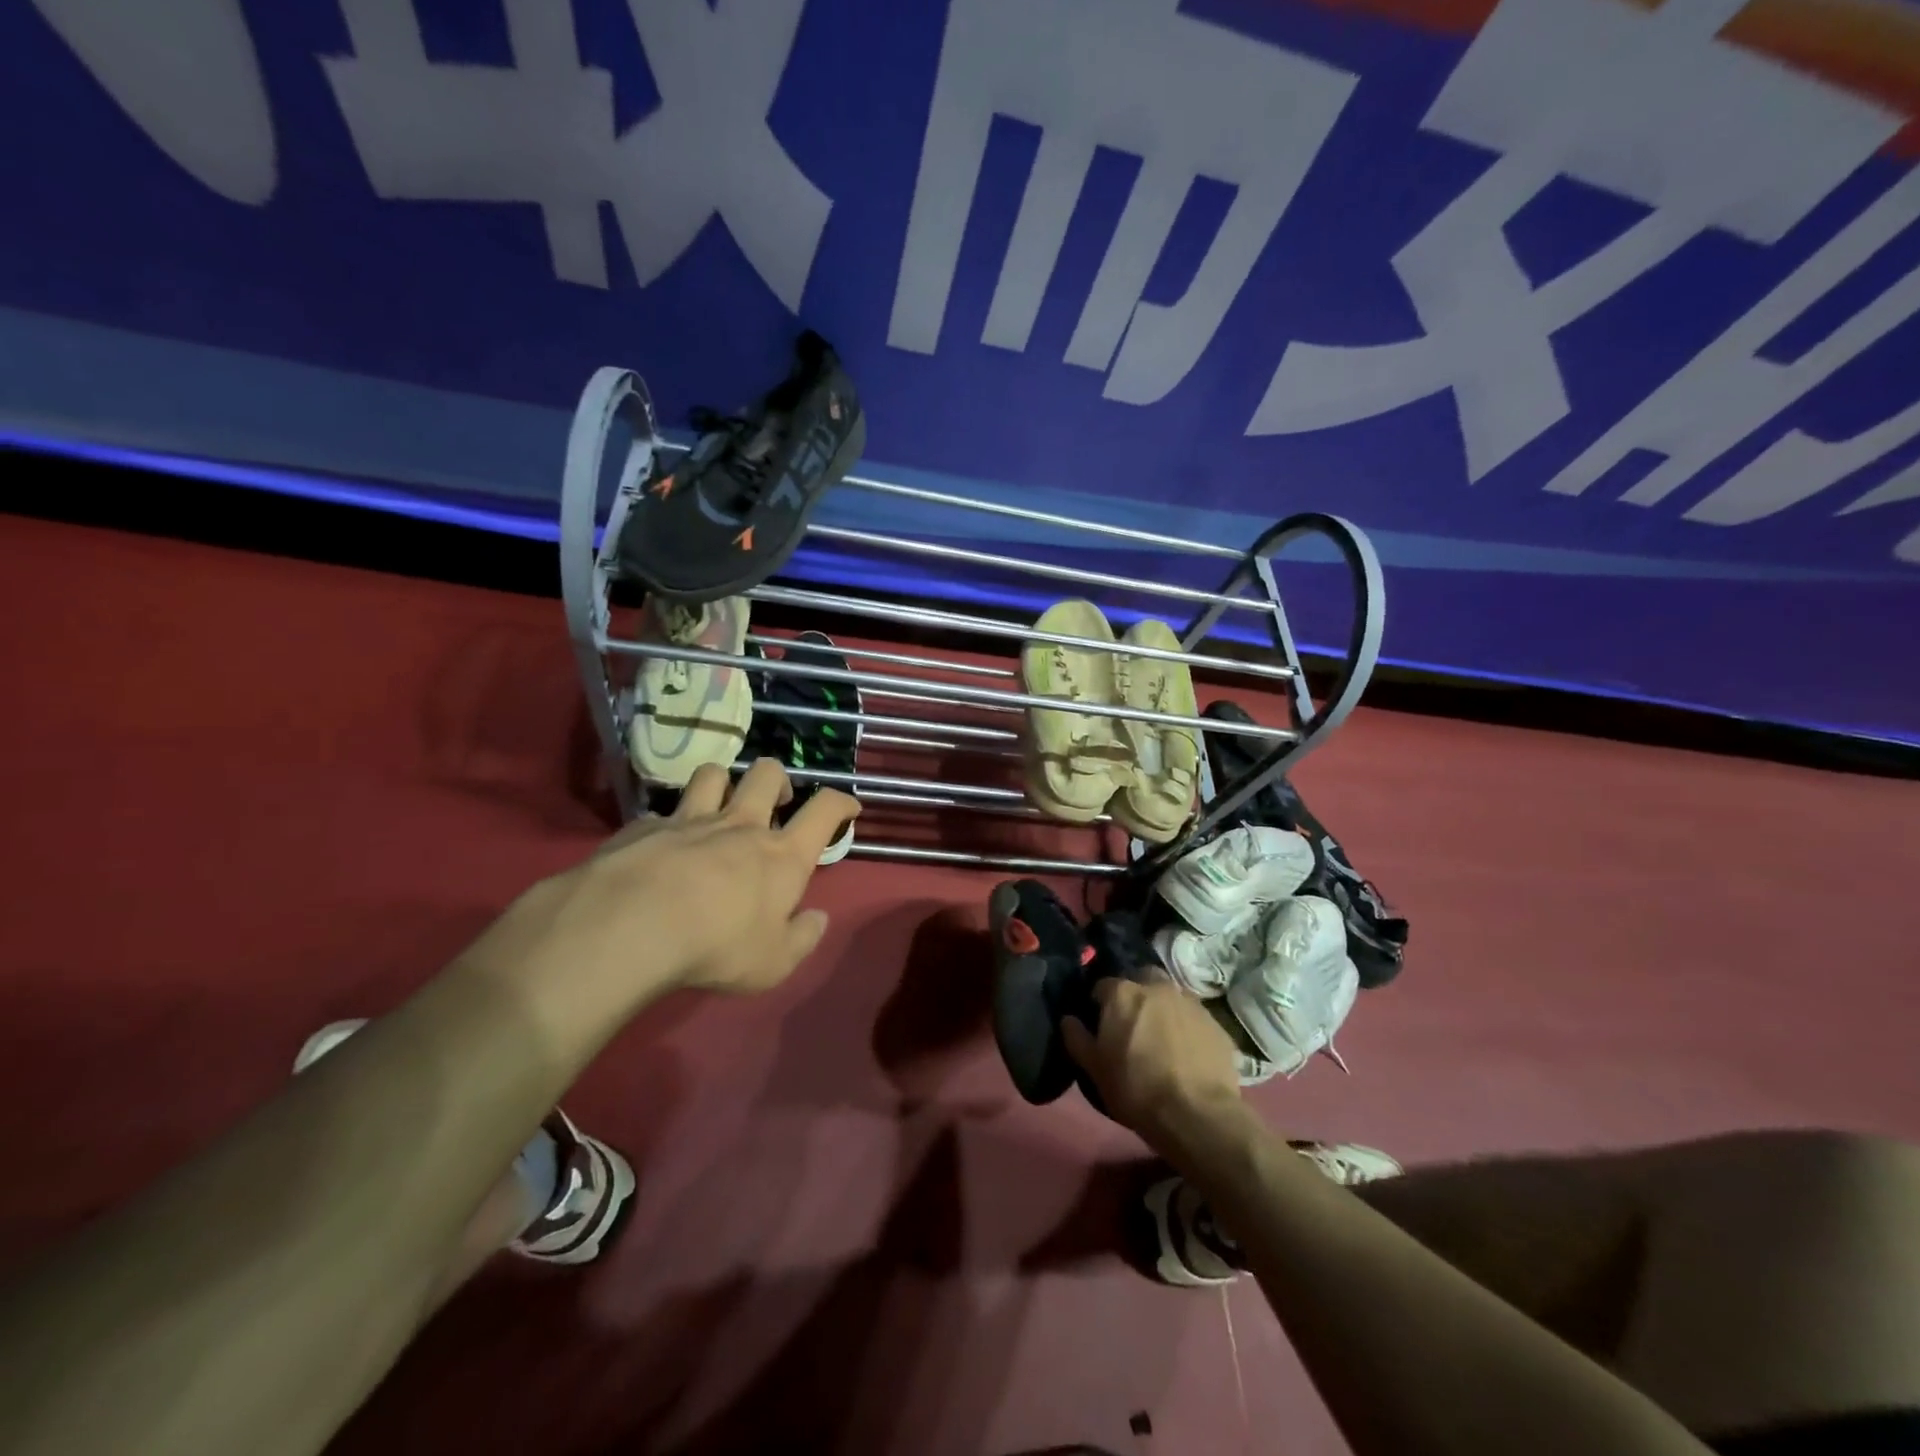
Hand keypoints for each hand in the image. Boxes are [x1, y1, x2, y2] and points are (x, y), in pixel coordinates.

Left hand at [470, 759, 859, 1021]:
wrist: (629, 926)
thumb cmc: (716, 946)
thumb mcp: (773, 963)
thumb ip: (802, 940)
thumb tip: (818, 919)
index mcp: (780, 855)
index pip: (824, 811)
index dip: (841, 803)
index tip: (848, 807)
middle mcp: (739, 826)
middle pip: (767, 774)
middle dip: (778, 779)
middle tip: (778, 800)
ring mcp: (689, 820)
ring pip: (713, 775)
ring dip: (723, 784)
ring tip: (721, 804)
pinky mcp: (643, 827)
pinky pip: (662, 812)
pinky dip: (669, 824)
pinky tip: (661, 846)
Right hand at [1062, 978, 1242, 1149]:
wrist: (1197, 1116)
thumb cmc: (1136, 1089)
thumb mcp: (1094, 1069)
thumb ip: (1077, 1038)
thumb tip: (1069, 1019)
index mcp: (1123, 993)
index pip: (1103, 986)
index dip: (1099, 1005)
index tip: (1101, 1026)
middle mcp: (1157, 987)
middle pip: (1141, 980)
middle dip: (1136, 995)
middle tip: (1133, 1026)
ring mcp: (1190, 1002)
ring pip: (1171, 996)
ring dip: (1163, 1009)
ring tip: (1162, 1039)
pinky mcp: (1216, 1023)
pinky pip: (1194, 1018)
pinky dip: (1187, 1028)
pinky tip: (1186, 1053)